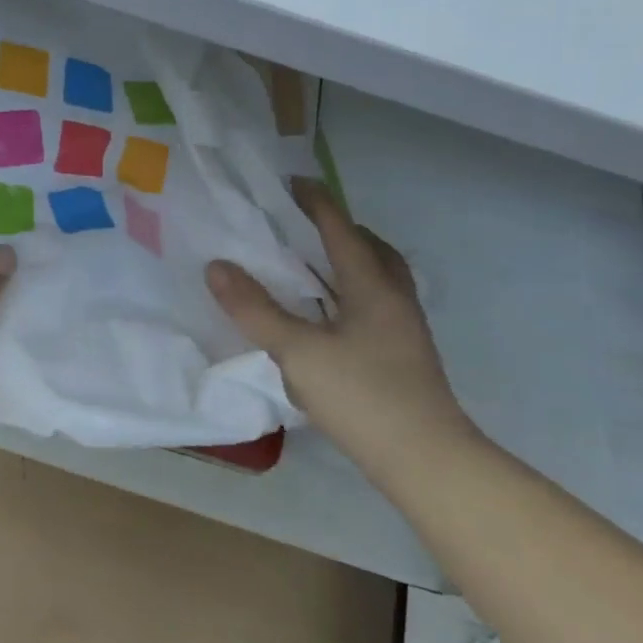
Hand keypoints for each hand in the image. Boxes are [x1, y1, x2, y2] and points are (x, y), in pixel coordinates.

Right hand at [206, 178, 469, 460]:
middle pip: (372, 248)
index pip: (341, 230)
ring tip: (313, 266)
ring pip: (379, 278)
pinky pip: (376, 304)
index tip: (293, 182)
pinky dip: (351, 293)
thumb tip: (217, 266)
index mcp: (372, 287)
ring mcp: (404, 329)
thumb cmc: (361, 396)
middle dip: (340, 229)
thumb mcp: (297, 351)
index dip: (316, 203)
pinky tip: (328, 317)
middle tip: (305, 225)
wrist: (426, 459)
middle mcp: (394, 299)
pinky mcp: (403, 355)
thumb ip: (255, 309)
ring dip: (350, 261)